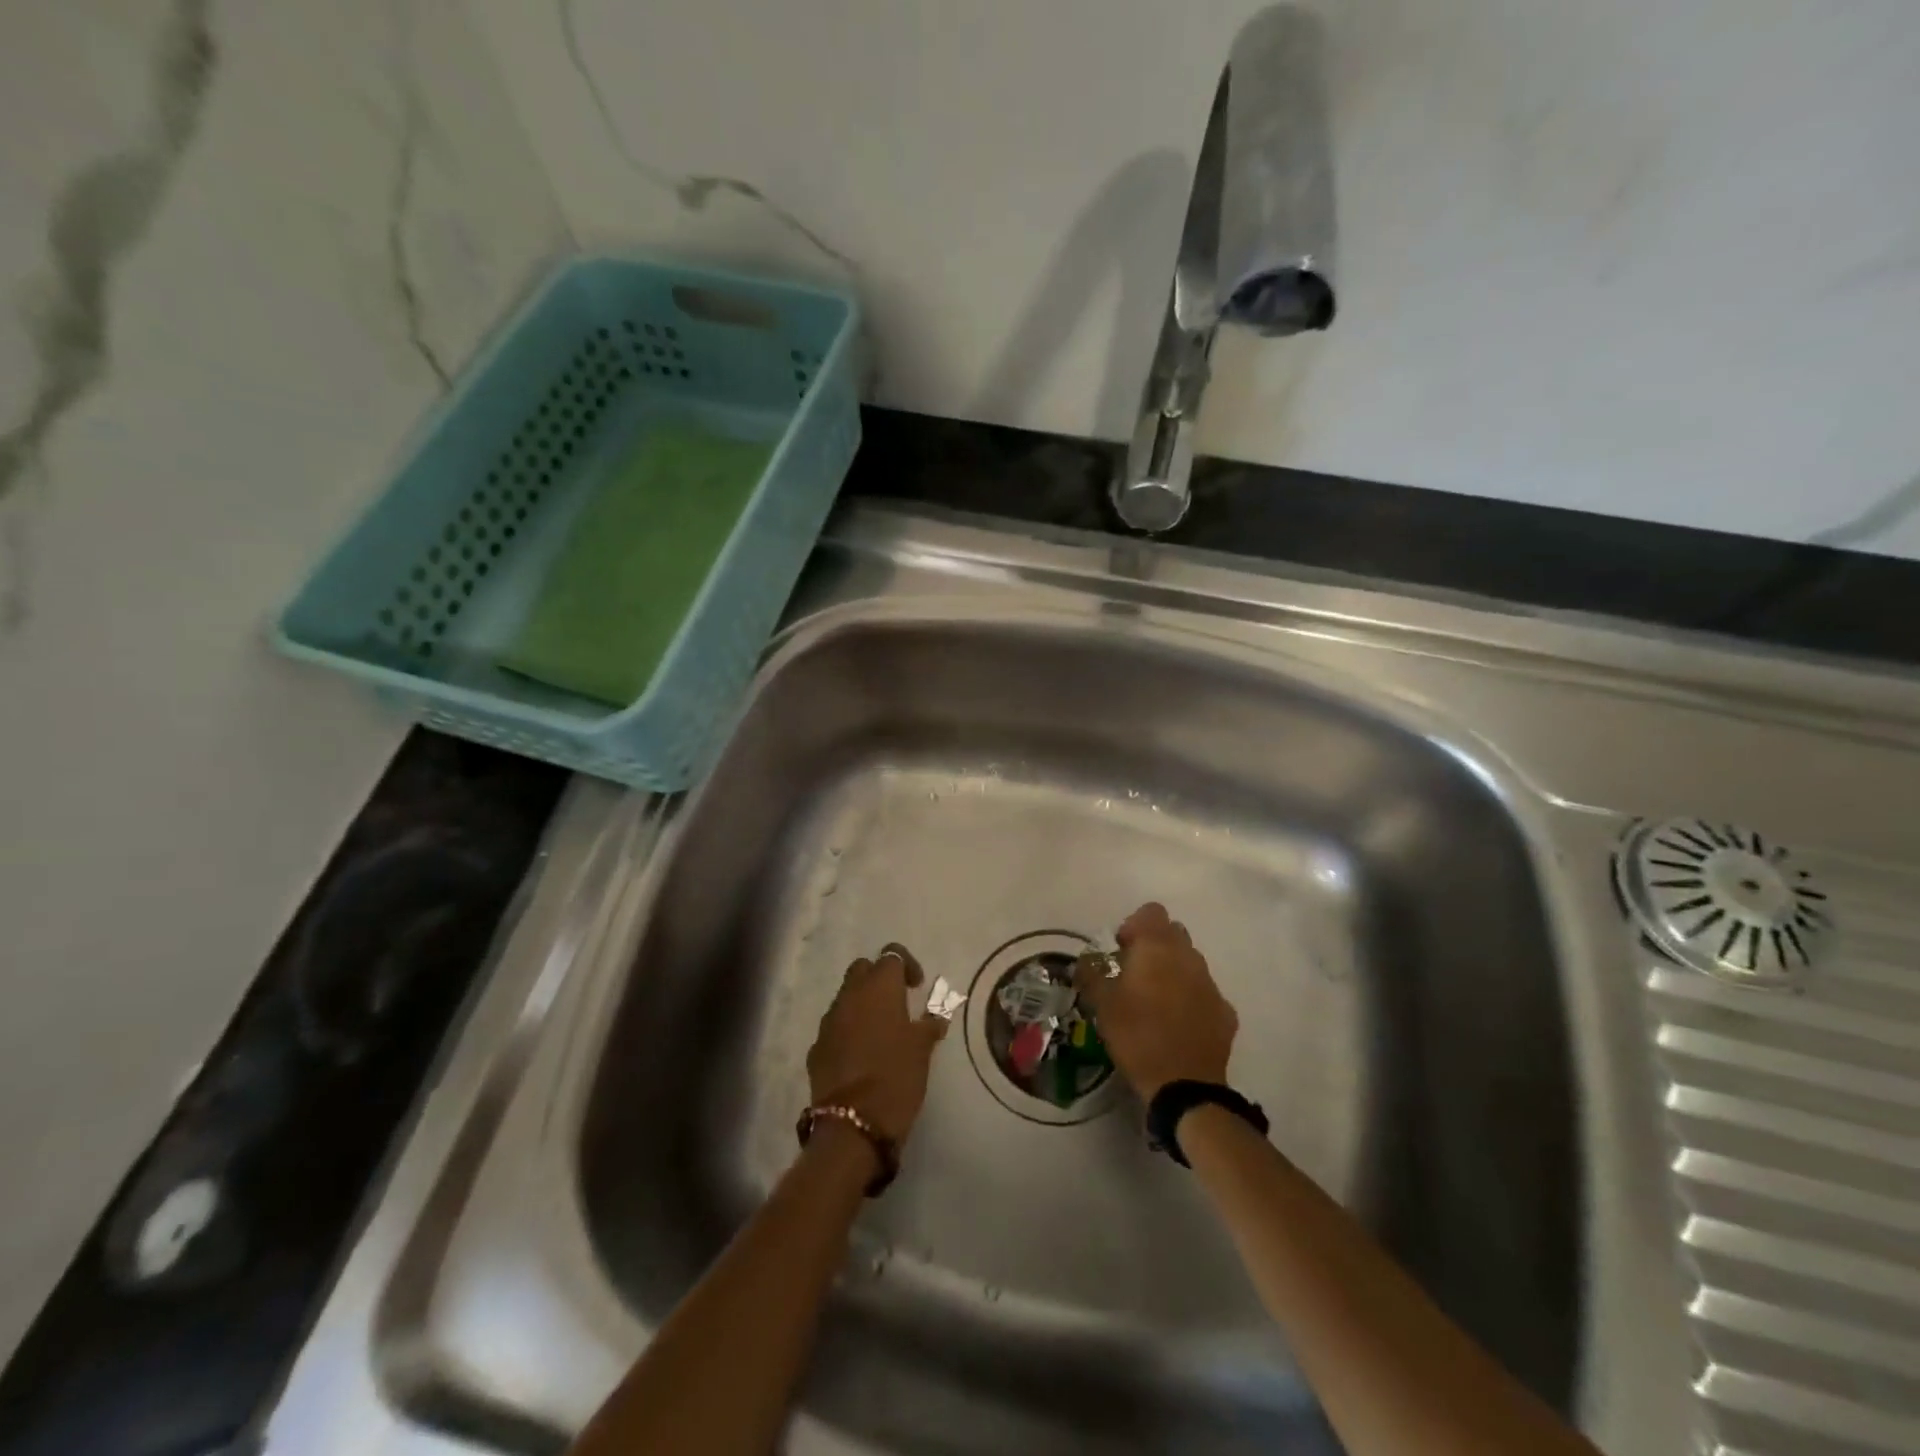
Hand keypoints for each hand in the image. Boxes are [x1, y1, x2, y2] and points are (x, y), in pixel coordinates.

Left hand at [807, 943, 949, 1145]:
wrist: (852, 1124)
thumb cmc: (896, 1077)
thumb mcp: (922, 1049)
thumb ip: (929, 1024)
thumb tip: (936, 1015)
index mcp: (879, 987)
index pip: (891, 954)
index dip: (906, 964)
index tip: (917, 986)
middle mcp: (850, 995)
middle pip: (862, 969)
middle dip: (879, 978)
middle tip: (897, 1002)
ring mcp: (829, 1021)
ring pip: (846, 997)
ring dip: (862, 1005)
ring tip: (880, 1031)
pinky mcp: (817, 1047)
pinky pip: (835, 1026)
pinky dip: (848, 1031)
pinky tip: (861, 1055)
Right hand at [1076, 902, 1237, 1100]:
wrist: (1185, 1085)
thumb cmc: (1137, 1035)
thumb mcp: (1102, 1004)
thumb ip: (1092, 974)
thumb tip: (1086, 961)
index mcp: (1158, 948)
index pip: (1151, 912)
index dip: (1134, 925)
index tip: (1121, 950)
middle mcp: (1188, 957)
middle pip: (1173, 933)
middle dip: (1154, 946)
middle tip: (1134, 973)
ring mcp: (1211, 983)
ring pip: (1190, 962)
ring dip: (1173, 971)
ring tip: (1155, 1001)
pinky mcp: (1225, 1011)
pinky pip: (1204, 992)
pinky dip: (1191, 998)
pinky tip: (1177, 1023)